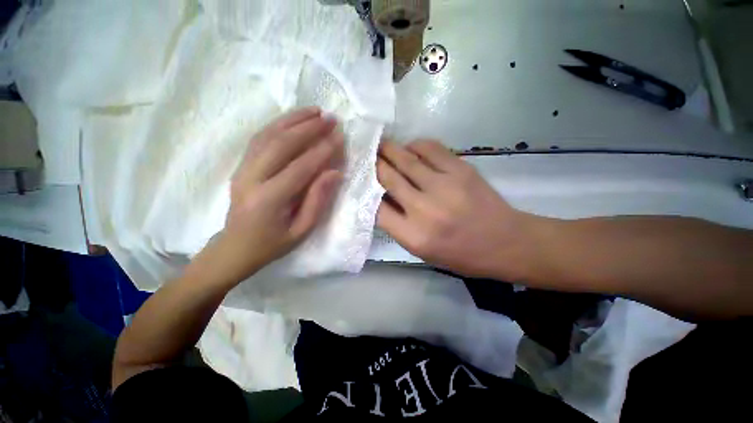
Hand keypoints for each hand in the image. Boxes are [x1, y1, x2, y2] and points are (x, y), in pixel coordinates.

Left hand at [198, 107, 343, 284]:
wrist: (234, 248)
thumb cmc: (271, 244)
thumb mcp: (301, 230)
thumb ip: (318, 200)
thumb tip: (335, 172)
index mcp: (269, 199)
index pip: (301, 167)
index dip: (323, 150)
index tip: (340, 136)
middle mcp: (251, 178)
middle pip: (281, 144)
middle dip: (309, 128)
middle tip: (330, 118)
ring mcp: (242, 169)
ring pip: (268, 135)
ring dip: (293, 120)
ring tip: (314, 111)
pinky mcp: (241, 166)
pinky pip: (259, 139)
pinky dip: (278, 125)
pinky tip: (293, 119)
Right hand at [377, 140, 536, 279]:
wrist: (505, 242)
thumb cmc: (460, 254)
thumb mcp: (422, 251)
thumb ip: (398, 226)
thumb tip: (380, 198)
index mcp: (414, 235)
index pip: (376, 208)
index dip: (366, 192)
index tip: (362, 182)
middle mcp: (424, 209)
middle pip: (388, 177)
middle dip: (373, 164)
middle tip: (366, 155)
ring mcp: (444, 186)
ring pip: (406, 159)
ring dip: (389, 149)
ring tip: (381, 145)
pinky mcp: (461, 170)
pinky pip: (430, 149)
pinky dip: (415, 145)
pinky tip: (411, 148)